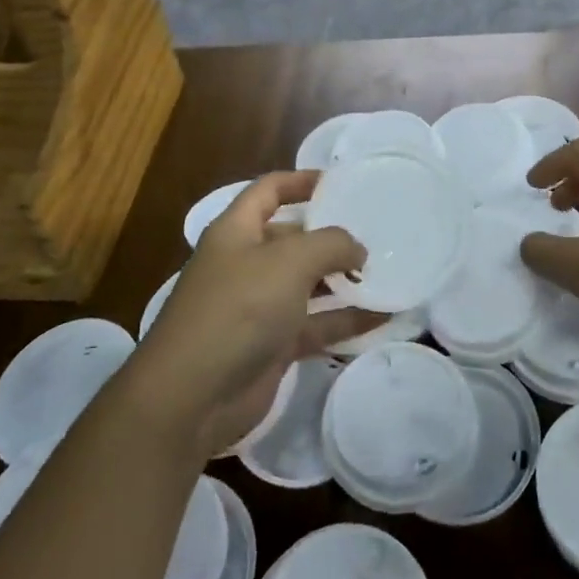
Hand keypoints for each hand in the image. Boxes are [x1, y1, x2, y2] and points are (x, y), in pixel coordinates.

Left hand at [127, 172, 379, 459]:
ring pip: (308, 285)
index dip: (301, 181)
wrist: (191, 397)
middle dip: (331, 236)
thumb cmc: (237, 309)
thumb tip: (356, 250)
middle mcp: (246, 264)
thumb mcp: (289, 261)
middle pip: (293, 239)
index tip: (341, 183)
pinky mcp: (272, 346)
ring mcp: (258, 307)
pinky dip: (345, 321)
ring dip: (344, 281)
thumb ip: (330, 244)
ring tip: (387, 274)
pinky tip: (382, 318)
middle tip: (376, 234)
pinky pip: (315, 326)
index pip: (269, 190)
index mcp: (237, 231)